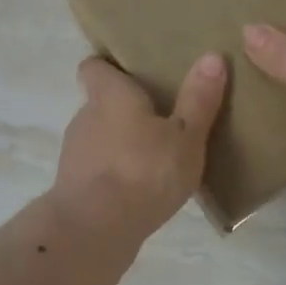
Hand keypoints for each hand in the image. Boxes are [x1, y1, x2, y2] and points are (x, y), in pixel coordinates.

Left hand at [51, 53, 227, 241]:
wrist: (95, 228)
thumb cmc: (145, 170)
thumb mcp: (185, 135)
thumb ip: (198, 99)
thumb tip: (212, 56)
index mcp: (110, 95)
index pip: (94, 67)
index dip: (110, 67)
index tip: (132, 73)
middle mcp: (85, 116)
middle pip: (101, 103)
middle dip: (126, 110)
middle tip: (160, 118)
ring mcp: (75, 153)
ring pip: (99, 138)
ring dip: (121, 145)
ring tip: (155, 158)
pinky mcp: (73, 187)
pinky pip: (97, 170)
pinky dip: (114, 175)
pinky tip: (140, 191)